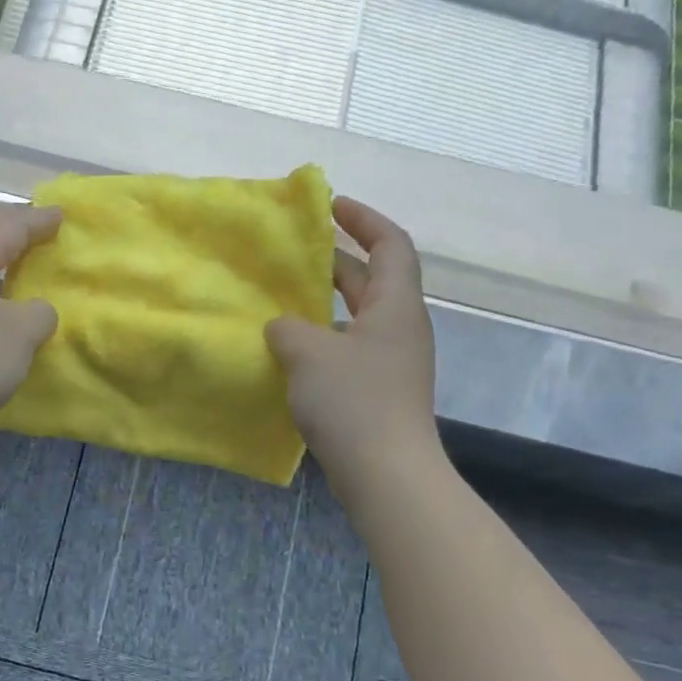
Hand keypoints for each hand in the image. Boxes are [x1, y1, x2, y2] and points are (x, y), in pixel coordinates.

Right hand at [265, 197, 440, 486]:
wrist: (386, 474)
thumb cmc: (353, 402)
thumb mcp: (309, 353)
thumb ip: (288, 328)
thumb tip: (282, 326)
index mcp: (395, 305)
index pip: (390, 244)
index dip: (363, 218)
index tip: (329, 206)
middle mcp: (399, 327)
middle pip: (372, 278)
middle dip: (336, 259)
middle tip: (294, 252)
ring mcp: (391, 361)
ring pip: (357, 316)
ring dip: (324, 303)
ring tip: (283, 298)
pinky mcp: (378, 390)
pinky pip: (349, 348)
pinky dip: (323, 338)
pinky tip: (290, 350)